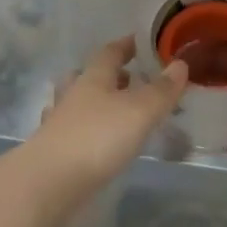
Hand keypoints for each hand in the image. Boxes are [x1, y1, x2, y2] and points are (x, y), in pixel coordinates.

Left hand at [27, 37, 186, 201]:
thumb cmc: (97, 138)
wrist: (46, 184)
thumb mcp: (139, 112)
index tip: (139, 42)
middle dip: (107, 75)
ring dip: (91, 102)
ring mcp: (58, 124)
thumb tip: (180, 63)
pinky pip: (68, 132)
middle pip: (87, 76)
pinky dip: (81, 131)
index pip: (109, 53)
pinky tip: (89, 142)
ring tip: (109, 109)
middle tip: (128, 79)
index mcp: (94, 79)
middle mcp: (73, 96)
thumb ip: (161, 90)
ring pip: (75, 103)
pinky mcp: (51, 153)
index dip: (125, 45)